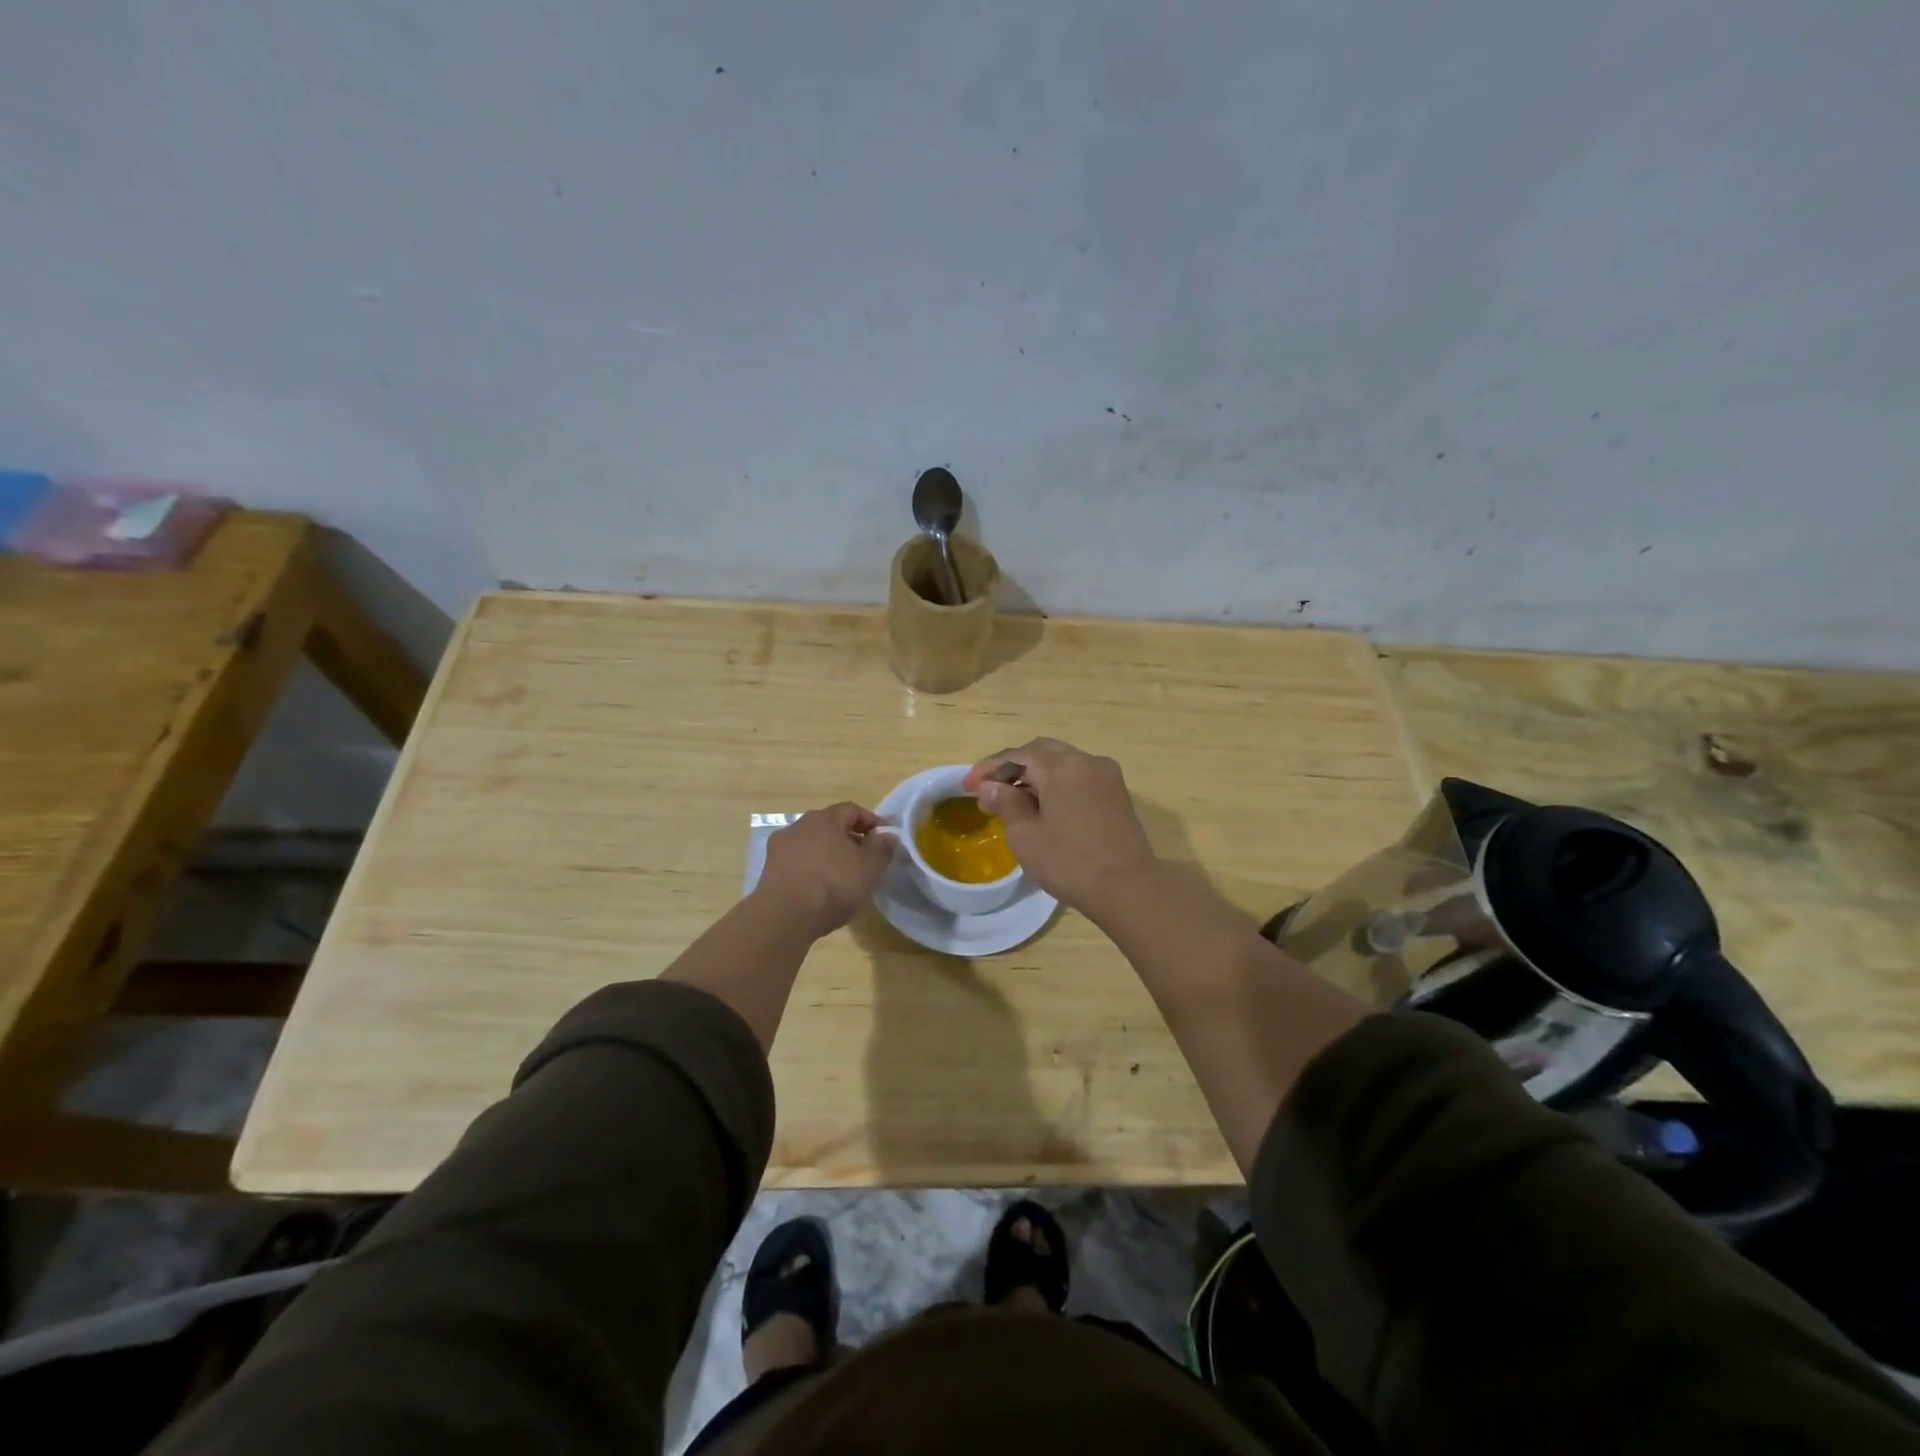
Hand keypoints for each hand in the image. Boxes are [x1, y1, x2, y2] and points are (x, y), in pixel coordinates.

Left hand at [752, 802, 896, 938]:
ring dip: (828, 855)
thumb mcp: (870, 868)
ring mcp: (780, 848)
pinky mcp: (769, 870)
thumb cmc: (834, 885)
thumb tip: (887, 835)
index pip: (852, 809)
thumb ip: (882, 848)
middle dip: (849, 839)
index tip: (885, 838)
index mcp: (825, 818)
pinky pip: (798, 863)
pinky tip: (820, 889)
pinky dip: (811, 870)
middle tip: (865, 859)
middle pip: (830, 826)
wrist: (785, 916)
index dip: (871, 822)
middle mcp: (799, 825)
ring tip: (842, 877)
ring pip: (812, 844)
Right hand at [962, 739, 1158, 916]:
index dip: (989, 769)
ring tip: (1012, 800)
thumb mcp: (1026, 836)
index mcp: (1062, 766)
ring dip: (1034, 774)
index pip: (1017, 755)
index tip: (967, 787)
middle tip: (988, 790)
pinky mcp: (1117, 793)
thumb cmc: (1070, 863)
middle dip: (1012, 767)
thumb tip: (990, 787)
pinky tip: (1043, 806)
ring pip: (1062, 762)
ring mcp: (1106, 776)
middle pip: (1041, 752)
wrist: (1128, 888)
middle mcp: (1087, 761)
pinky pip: (1079, 777)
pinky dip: (1056, 783)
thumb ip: (1006, 803)